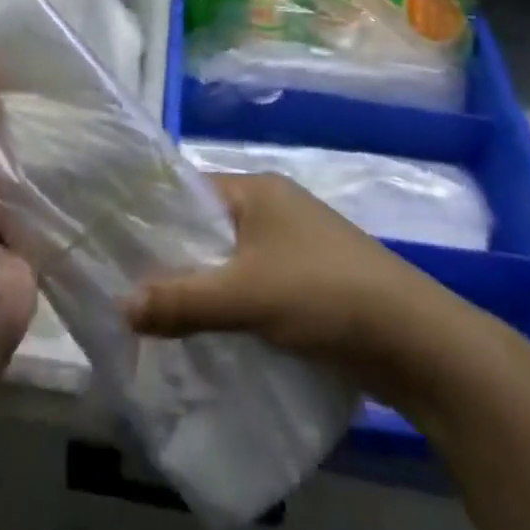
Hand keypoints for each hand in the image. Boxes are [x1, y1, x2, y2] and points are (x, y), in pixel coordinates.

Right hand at [125, 173, 478, 402]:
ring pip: (229, 258)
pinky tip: (205, 331)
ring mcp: (293, 243)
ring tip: (157, 314)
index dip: (152, 215)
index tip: (113, 244)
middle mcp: (273, 207)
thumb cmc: (324, 294)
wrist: (415, 340)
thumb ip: (181, 300)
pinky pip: (252, 282)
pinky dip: (229, 302)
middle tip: (127, 287)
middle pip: (207, 226)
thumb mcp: (245, 296)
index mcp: (257, 190)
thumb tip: (120, 306)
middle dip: (173, 256)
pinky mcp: (307, 279)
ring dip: (202, 284)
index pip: (187, 189)